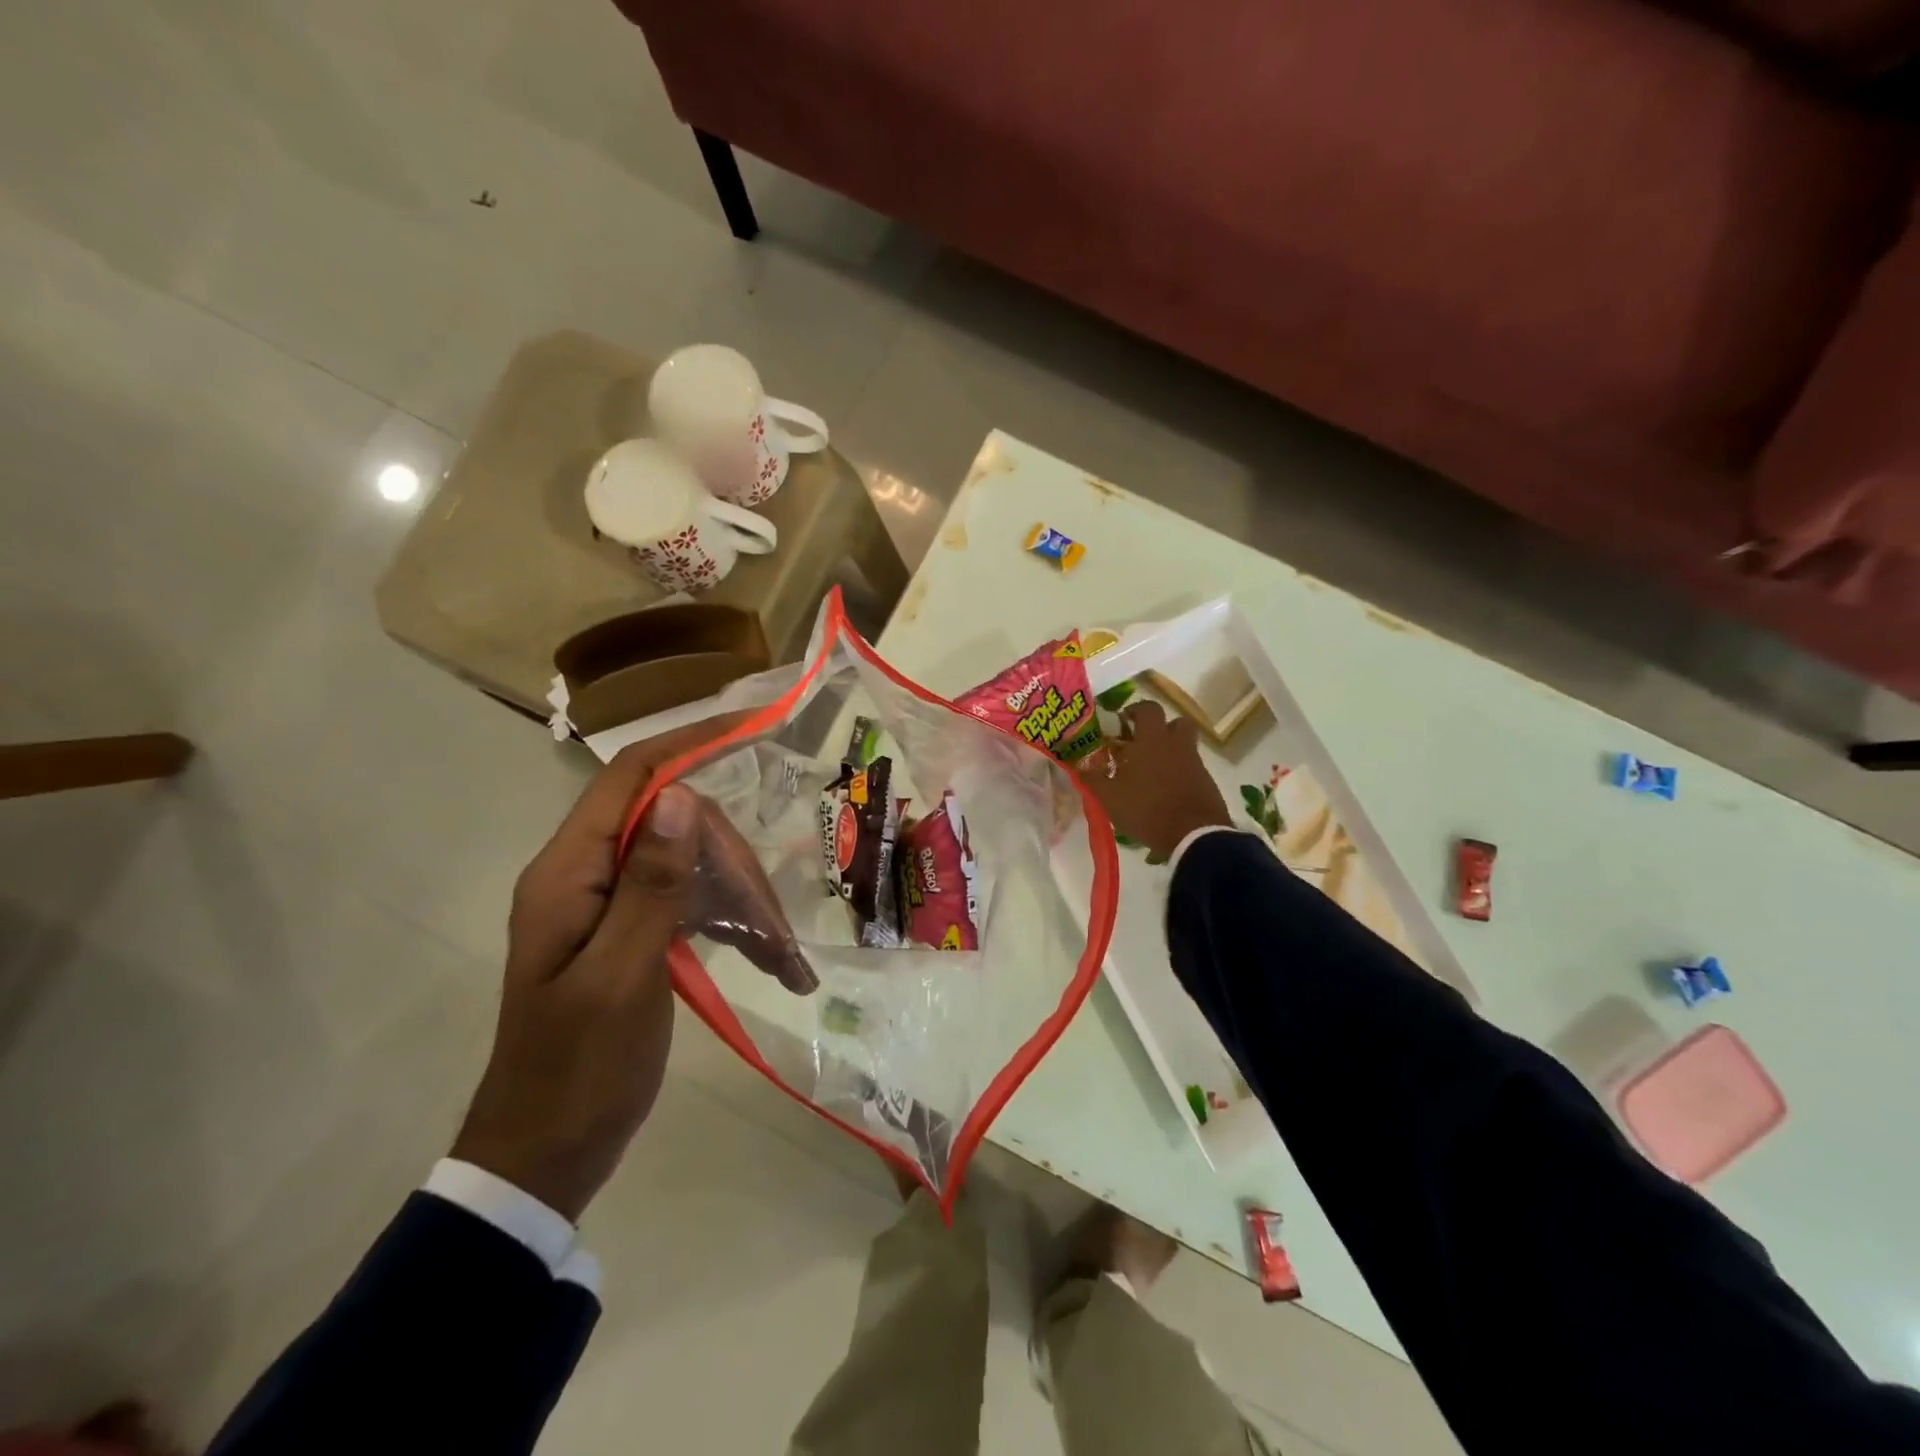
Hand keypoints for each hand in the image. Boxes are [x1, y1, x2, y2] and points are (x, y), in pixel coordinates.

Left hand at [451, 715, 812, 1221]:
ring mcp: (609, 906)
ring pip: (688, 866)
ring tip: (783, 958)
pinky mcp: (630, 934)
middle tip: (774, 926)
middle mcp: (585, 875)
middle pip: (673, 827)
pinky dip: (728, 922)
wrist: (544, 1157)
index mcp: (568, 874)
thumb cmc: (578, 1070)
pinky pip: (686, 903)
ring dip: (739, 898)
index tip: (748, 725)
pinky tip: (767, 959)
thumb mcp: (623, 976)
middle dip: (731, 862)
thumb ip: (650, 884)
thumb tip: (680, 796)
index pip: (631, 778)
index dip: (688, 743)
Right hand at [1081, 701, 1231, 861]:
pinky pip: (1191, 767)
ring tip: (1152, 770)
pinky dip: (1180, 772)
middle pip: (1176, 722)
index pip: (1148, 708)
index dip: (1135, 711)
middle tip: (1142, 743)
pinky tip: (1165, 791)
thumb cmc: (1146, 809)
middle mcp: (1177, 744)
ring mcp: (1195, 763)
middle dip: (1160, 728)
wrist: (1193, 835)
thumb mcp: (1109, 797)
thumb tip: (1079, 764)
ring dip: (1171, 750)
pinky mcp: (1206, 782)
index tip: (1123, 722)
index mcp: (1152, 739)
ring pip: (1185, 745)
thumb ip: (1093, 778)